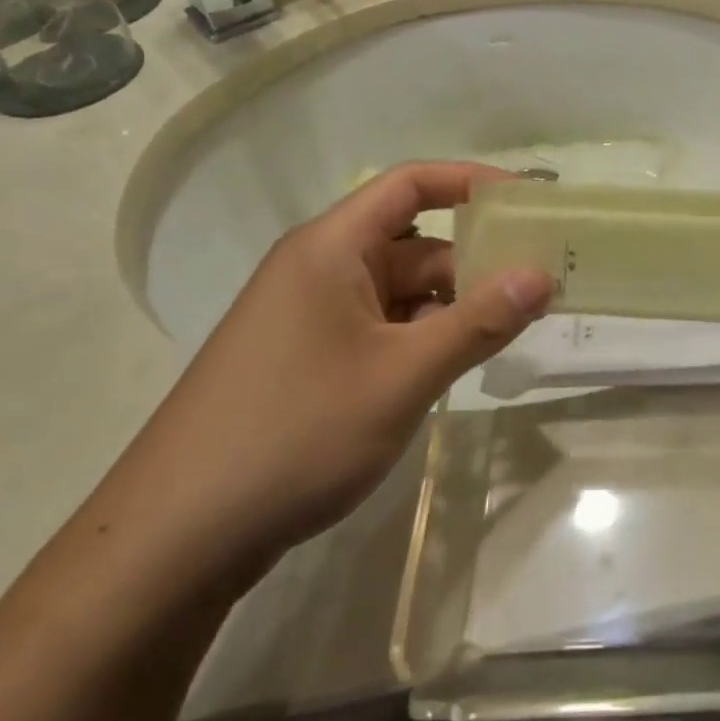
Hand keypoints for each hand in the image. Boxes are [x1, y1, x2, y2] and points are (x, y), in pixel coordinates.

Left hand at [105, 162, 553, 589]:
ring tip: (514, 325)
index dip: (472, 182)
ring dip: (453, 303)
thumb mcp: (402, 376)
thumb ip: (477, 323)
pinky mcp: (308, 358)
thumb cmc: (295, 434)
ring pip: (400, 290)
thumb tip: (542, 276)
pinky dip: (422, 335)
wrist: (176, 538)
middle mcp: (318, 268)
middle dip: (475, 257)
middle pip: (413, 241)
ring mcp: (310, 316)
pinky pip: (380, 327)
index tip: (530, 202)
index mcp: (330, 247)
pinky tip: (457, 363)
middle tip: (542, 279)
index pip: (410, 184)